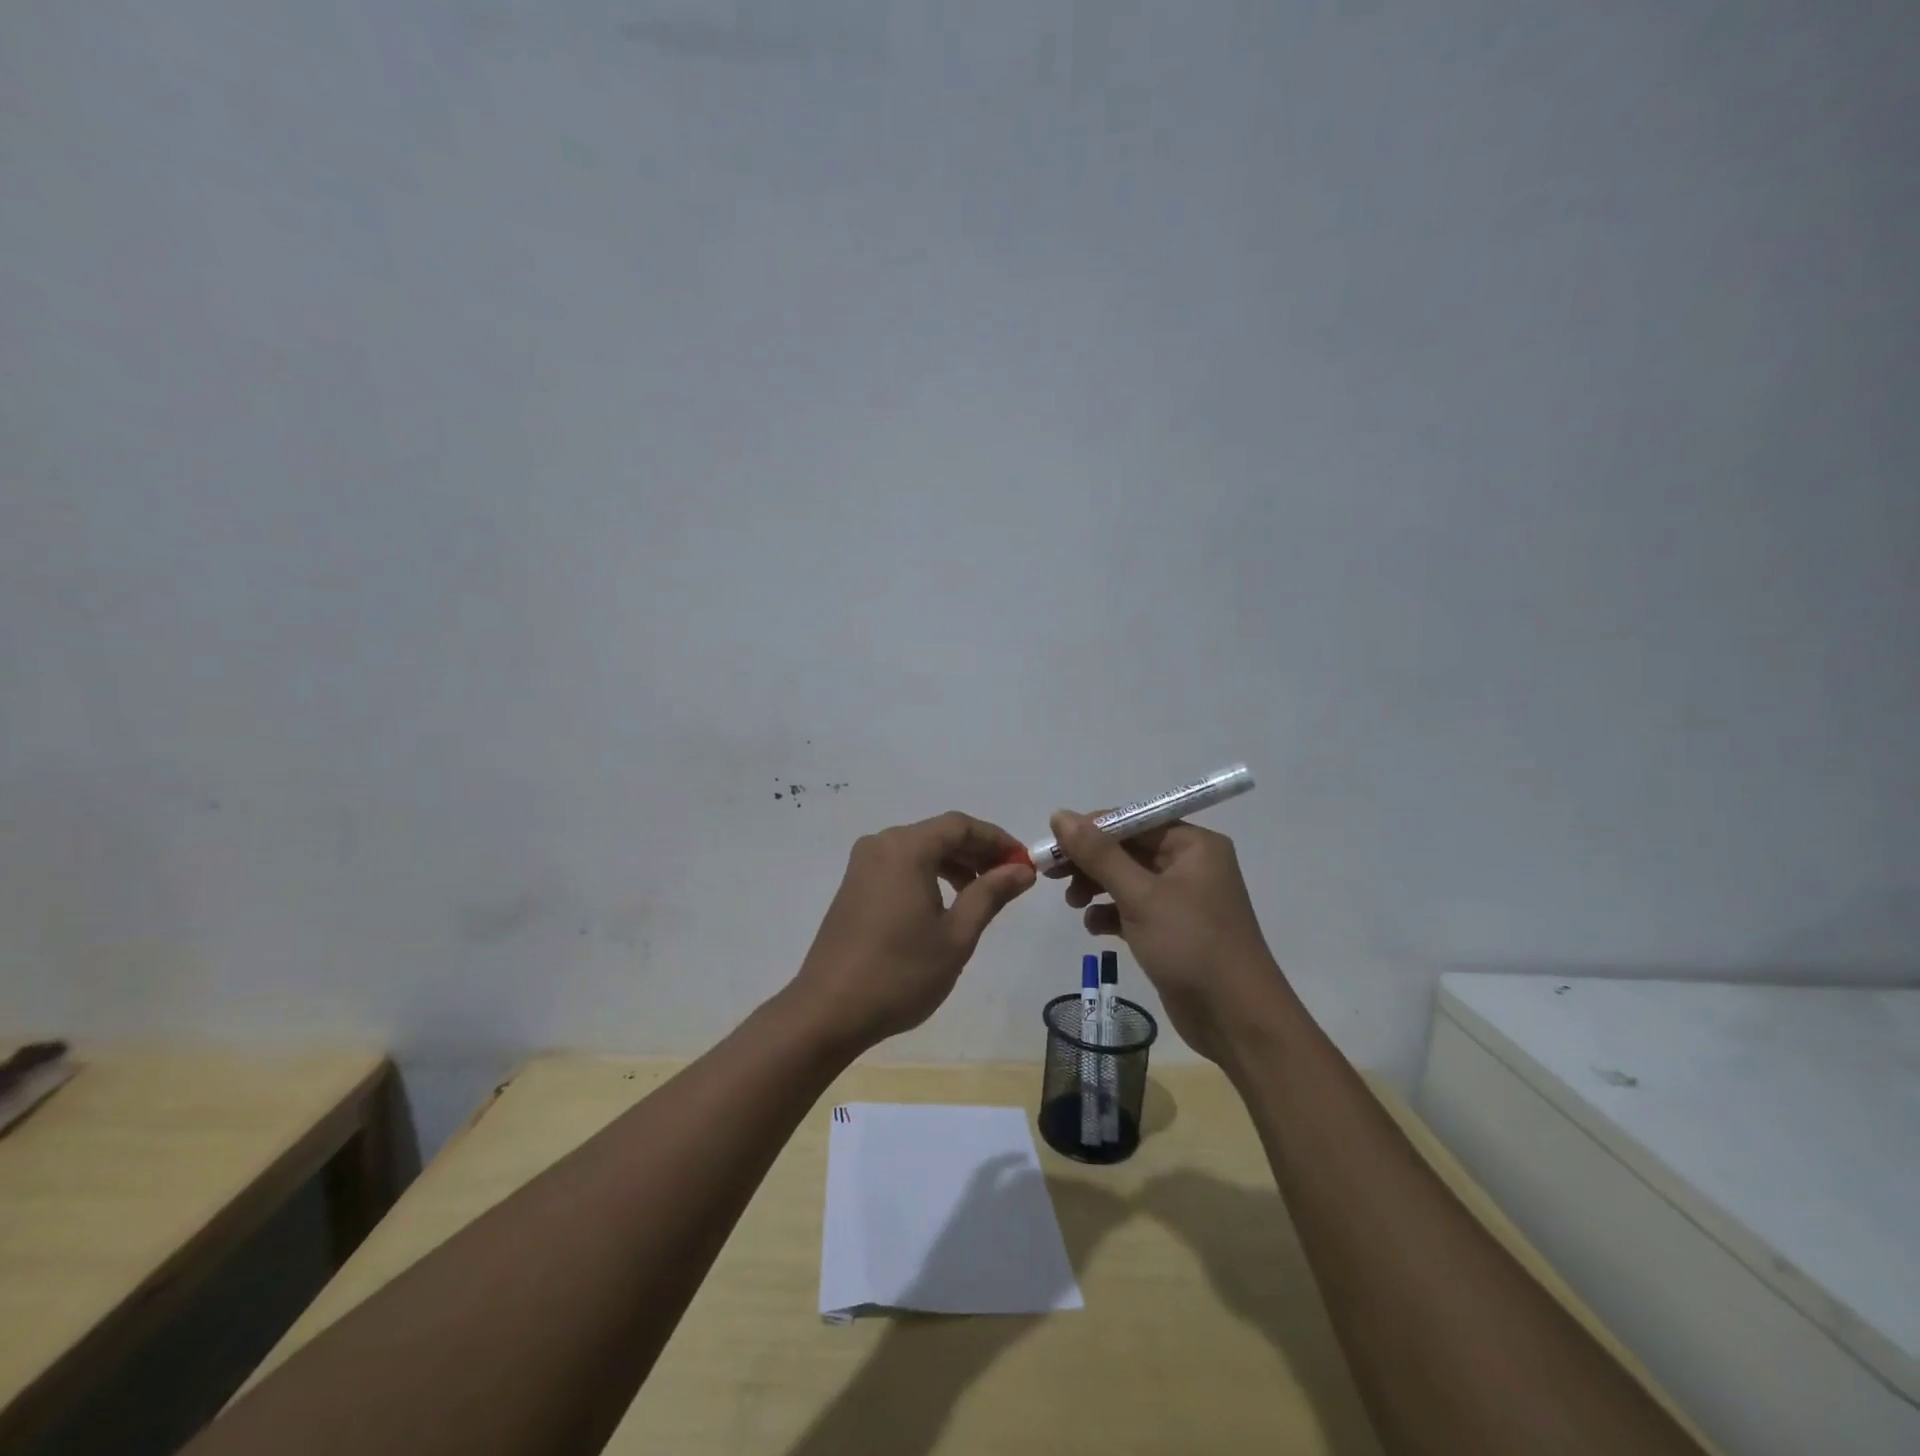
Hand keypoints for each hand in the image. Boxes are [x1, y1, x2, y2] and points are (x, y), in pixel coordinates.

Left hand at [787, 812, 1036, 1056]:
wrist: (828, 1011)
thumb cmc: (900, 973)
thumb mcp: (956, 935)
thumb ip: (990, 894)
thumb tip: (1021, 869)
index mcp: (906, 848)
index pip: (961, 826)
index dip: (998, 840)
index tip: (1025, 862)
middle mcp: (881, 845)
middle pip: (939, 834)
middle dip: (978, 852)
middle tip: (1011, 878)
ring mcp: (863, 865)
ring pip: (919, 850)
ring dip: (955, 864)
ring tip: (983, 893)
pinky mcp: (854, 886)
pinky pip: (901, 866)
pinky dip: (929, 875)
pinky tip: (946, 903)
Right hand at [1051, 811, 1281, 1062]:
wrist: (1236, 1019)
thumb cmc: (1191, 945)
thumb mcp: (1140, 896)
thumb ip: (1098, 854)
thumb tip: (1059, 816)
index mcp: (1193, 845)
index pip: (1133, 821)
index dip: (1090, 830)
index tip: (1053, 846)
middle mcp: (1190, 864)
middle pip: (1127, 849)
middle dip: (1090, 861)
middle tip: (1053, 876)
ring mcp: (1182, 899)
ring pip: (1127, 879)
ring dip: (1097, 887)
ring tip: (1073, 904)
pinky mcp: (1173, 929)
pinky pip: (1133, 908)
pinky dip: (1111, 913)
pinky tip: (1094, 928)